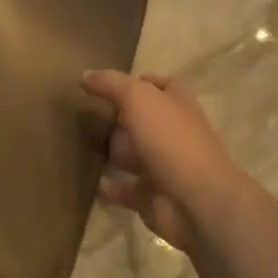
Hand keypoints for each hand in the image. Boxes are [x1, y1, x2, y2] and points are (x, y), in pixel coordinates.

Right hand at [81, 70, 247, 251]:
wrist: (195, 202)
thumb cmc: (170, 140)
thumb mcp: (138, 99)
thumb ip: (111, 84)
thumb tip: (85, 74)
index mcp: (178, 106)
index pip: (162, 86)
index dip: (140, 82)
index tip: (108, 84)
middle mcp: (174, 134)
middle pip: (145, 122)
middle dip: (119, 119)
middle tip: (86, 116)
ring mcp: (166, 167)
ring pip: (135, 156)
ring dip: (114, 153)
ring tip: (82, 146)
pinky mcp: (154, 197)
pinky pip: (127, 189)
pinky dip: (112, 187)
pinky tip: (92, 181)